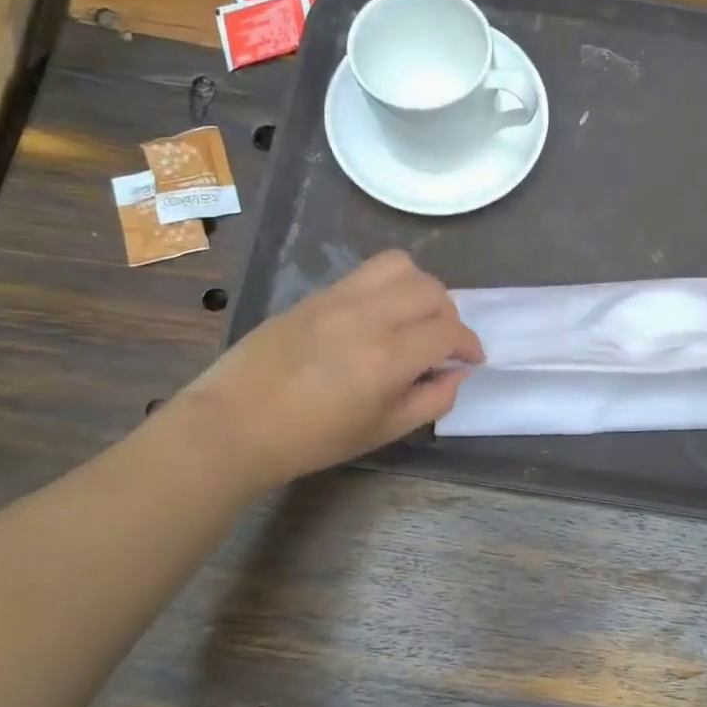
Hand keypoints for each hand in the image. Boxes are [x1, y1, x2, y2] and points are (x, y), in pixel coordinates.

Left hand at [182, 251, 480, 488]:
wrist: (235, 424)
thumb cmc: (312, 439)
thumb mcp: (383, 432)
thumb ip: (432, 400)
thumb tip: (457, 374)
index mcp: (387, 358)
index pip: (448, 332)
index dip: (469, 345)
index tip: (471, 359)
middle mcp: (368, 317)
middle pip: (431, 290)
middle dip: (449, 315)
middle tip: (442, 342)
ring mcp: (339, 299)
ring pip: (400, 266)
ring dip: (421, 289)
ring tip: (414, 317)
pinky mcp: (317, 294)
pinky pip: (367, 273)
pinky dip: (389, 286)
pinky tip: (379, 316)